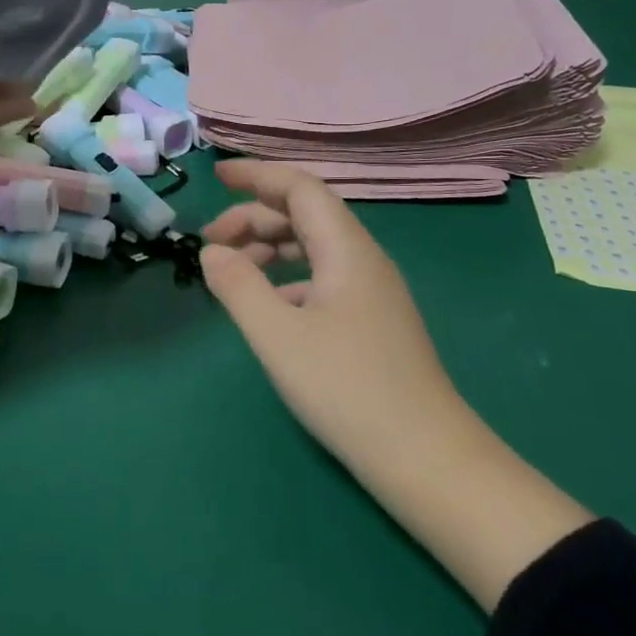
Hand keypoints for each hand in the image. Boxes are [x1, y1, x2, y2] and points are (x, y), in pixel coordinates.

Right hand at [199, 160, 467, 480]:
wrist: (426, 459)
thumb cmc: (347, 388)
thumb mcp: (277, 336)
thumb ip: (237, 286)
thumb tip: (211, 252)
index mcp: (347, 249)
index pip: (300, 188)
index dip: (257, 175)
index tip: (217, 175)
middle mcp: (363, 260)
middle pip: (304, 215)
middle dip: (253, 218)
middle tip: (209, 243)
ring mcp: (372, 292)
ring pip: (313, 248)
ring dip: (268, 248)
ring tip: (231, 273)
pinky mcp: (372, 322)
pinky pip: (322, 278)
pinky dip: (286, 279)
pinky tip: (268, 308)